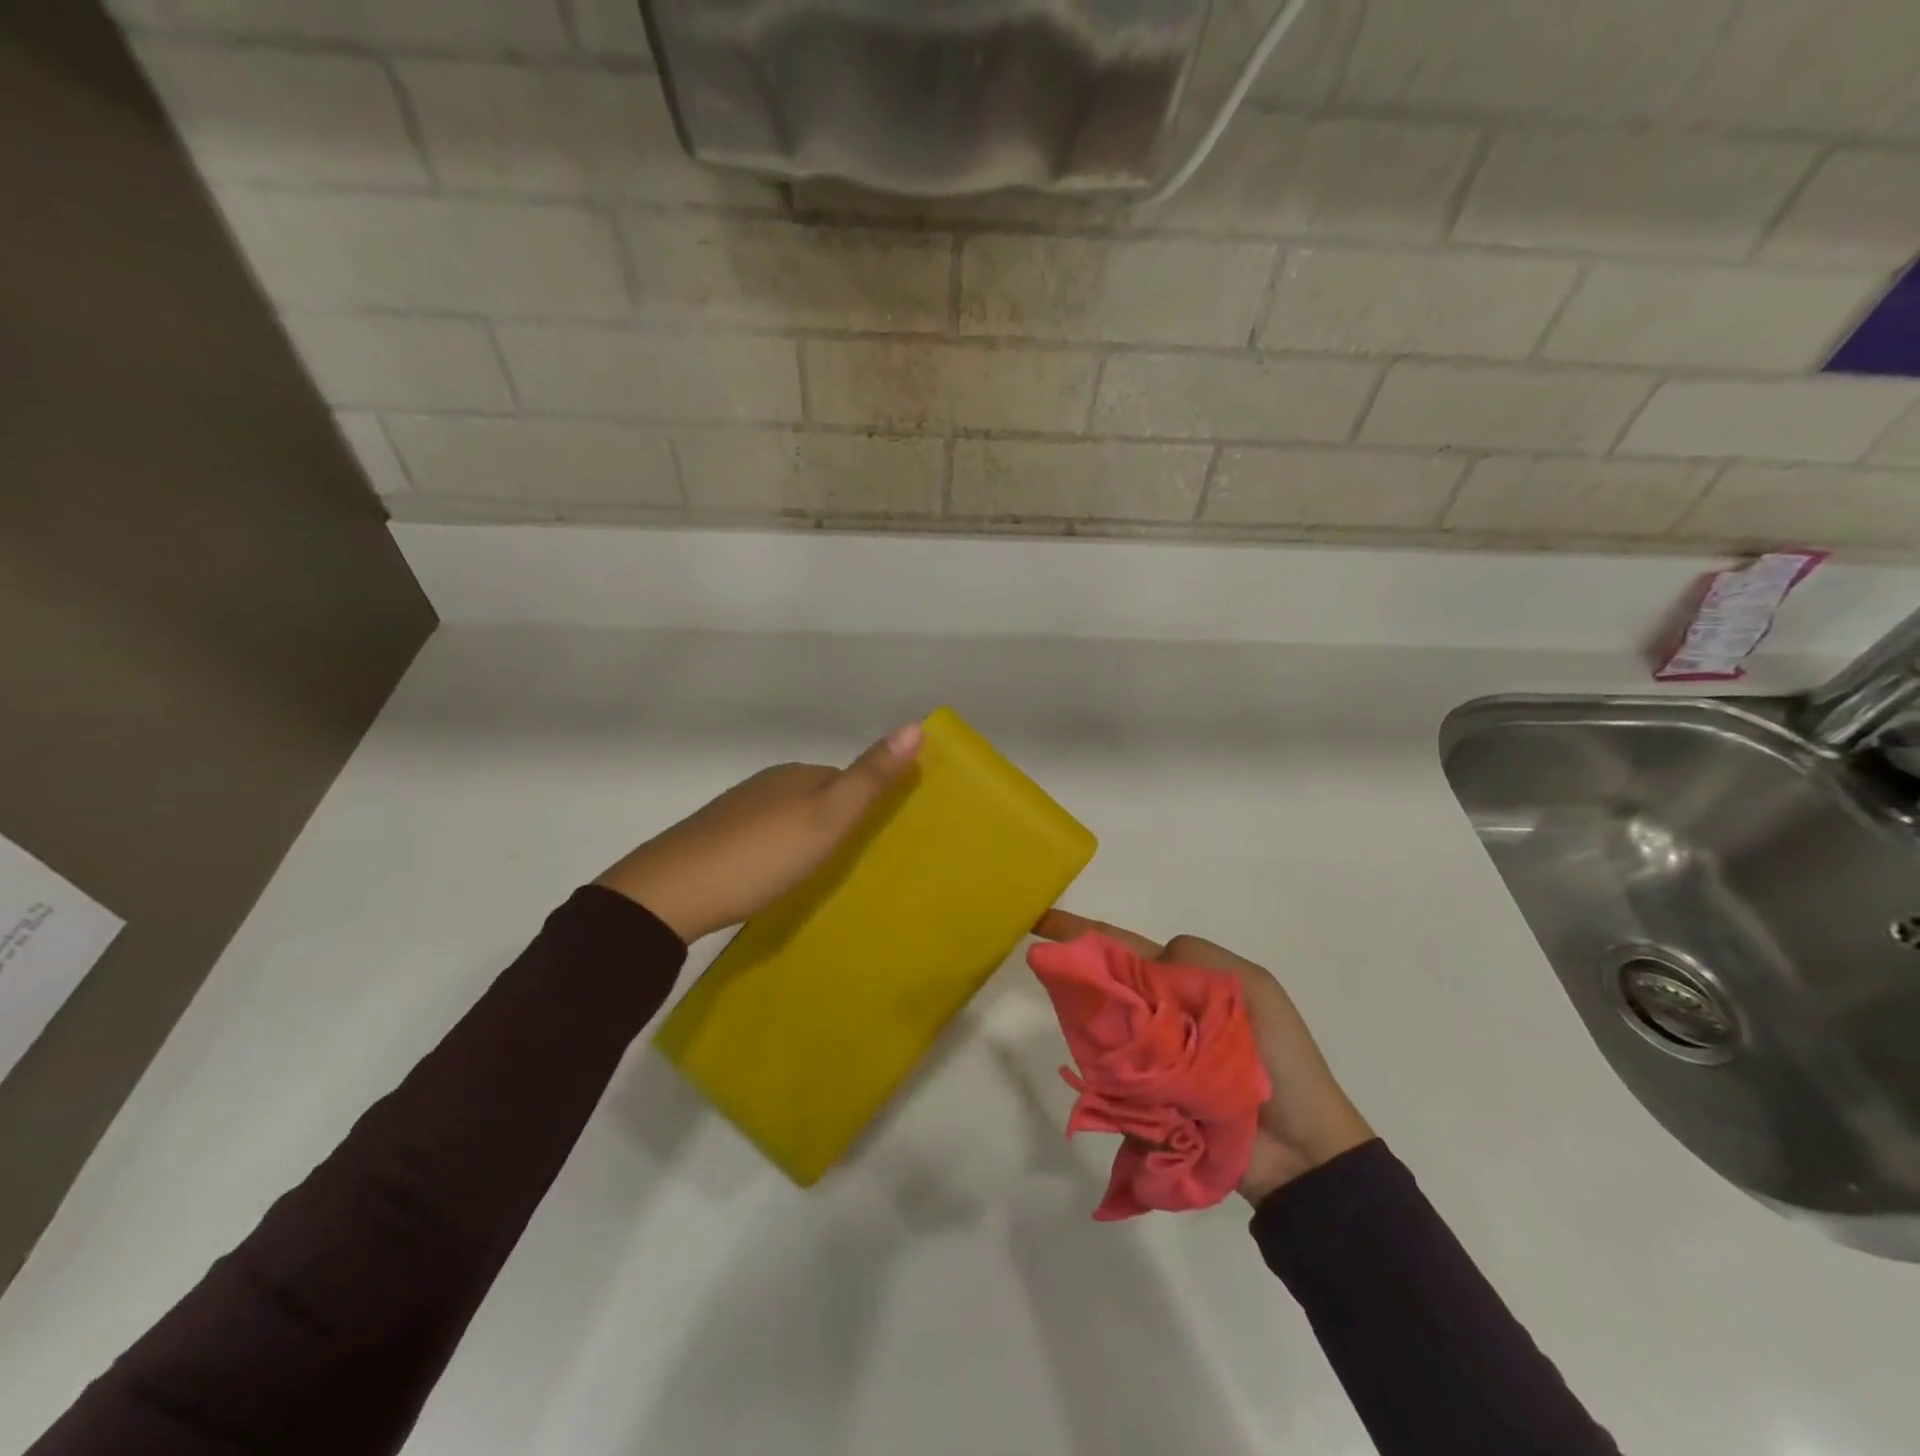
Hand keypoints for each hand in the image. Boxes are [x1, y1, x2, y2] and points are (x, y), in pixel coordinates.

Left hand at [597, 723, 922, 942]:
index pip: (847, 778)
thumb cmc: (762, 854)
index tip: (884, 835)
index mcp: (798, 774)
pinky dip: (779, 849)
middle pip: (818, 795)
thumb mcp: (828, 817)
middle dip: (839, 819)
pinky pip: (763, 836)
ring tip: (820, 872)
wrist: (672, 892)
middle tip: (856, 859)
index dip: (869, 802)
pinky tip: (776, 875)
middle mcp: (768, 783)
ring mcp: (738, 809)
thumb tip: (916, 725)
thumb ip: (870, 777)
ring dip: (807, 836)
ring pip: (789, 816)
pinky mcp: (716, 837)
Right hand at [1032, 910, 1373, 1205]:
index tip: (1042, 921)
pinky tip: (1101, 1071)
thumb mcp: (1252, 988)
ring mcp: (1149, 1060)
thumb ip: (1197, 958)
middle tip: (1052, 973)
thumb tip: (1144, 966)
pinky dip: (1106, 1075)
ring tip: (1079, 1019)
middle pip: (1107, 989)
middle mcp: (1159, 1016)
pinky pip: (1111, 1080)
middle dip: (1082, 978)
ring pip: (1104, 1032)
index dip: (1084, 934)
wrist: (1303, 1149)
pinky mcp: (1144, 1102)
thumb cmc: (1279, 1059)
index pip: (1125, 949)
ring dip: (1093, 1025)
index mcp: (1183, 983)